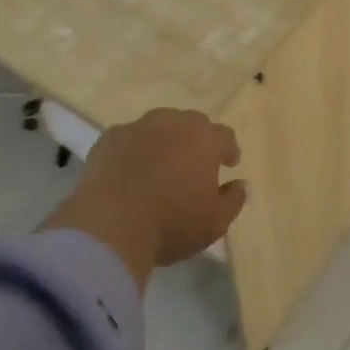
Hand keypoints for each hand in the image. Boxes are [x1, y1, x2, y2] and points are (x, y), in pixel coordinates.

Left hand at [44, 108, 246, 287]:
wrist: (110, 226)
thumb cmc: (171, 224)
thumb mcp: (215, 223)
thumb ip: (233, 200)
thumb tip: (240, 184)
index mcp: (204, 140)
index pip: (225, 136)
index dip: (229, 149)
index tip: (229, 164)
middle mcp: (173, 124)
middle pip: (192, 123)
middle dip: (198, 139)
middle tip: (195, 162)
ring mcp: (138, 127)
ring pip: (159, 125)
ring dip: (165, 139)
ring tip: (162, 162)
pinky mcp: (109, 138)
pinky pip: (129, 138)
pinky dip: (134, 149)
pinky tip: (129, 168)